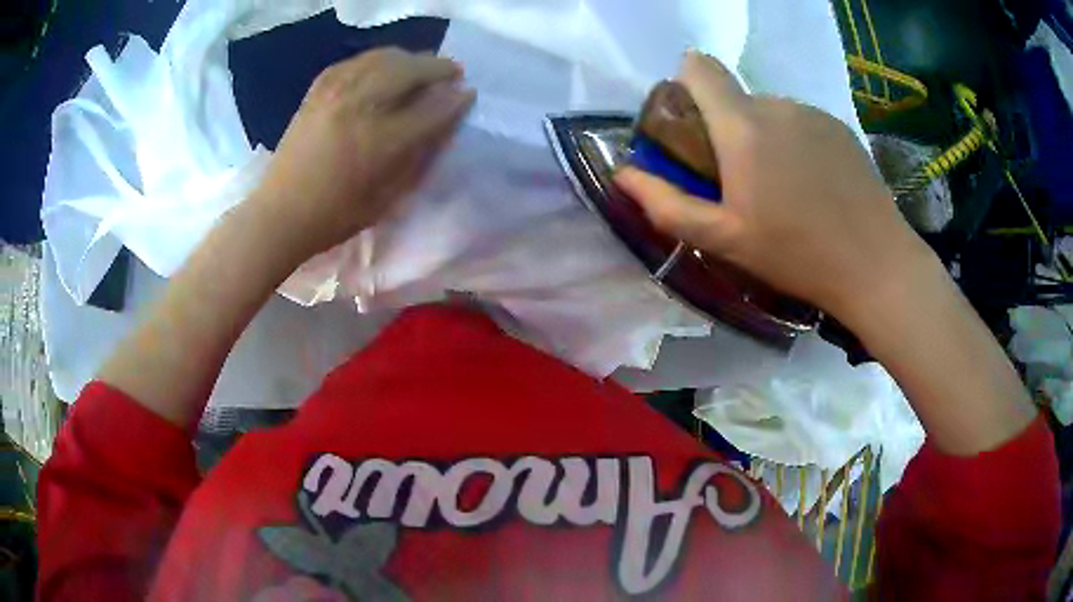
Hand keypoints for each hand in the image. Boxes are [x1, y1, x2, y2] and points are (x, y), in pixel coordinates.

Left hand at [250, 48, 475, 261]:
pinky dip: (375, 59)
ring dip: (410, 58)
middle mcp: (361, 106)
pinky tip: (383, 65)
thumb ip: (419, 158)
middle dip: (438, 68)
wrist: (280, 213)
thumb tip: (444, 125)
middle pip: (410, 70)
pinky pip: (354, 62)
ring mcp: (336, 93)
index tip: (469, 94)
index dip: (456, 100)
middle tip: (452, 72)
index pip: (432, 109)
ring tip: (422, 65)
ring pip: (383, 58)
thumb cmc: (337, 215)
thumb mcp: (388, 198)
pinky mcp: (317, 91)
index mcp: (382, 141)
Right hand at [615, 52, 931, 321]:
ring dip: (765, 137)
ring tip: (785, 188)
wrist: (875, 264)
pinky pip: (802, 122)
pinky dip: (797, 143)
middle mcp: (777, 105)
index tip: (693, 124)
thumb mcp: (724, 240)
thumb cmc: (796, 254)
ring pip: (771, 111)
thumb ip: (667, 204)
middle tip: (745, 181)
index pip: (700, 68)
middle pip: (736, 98)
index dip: (687, 84)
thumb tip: (624, 173)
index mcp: (743, 126)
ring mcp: (814, 113)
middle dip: (728, 128)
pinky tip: (816, 185)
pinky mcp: (840, 126)